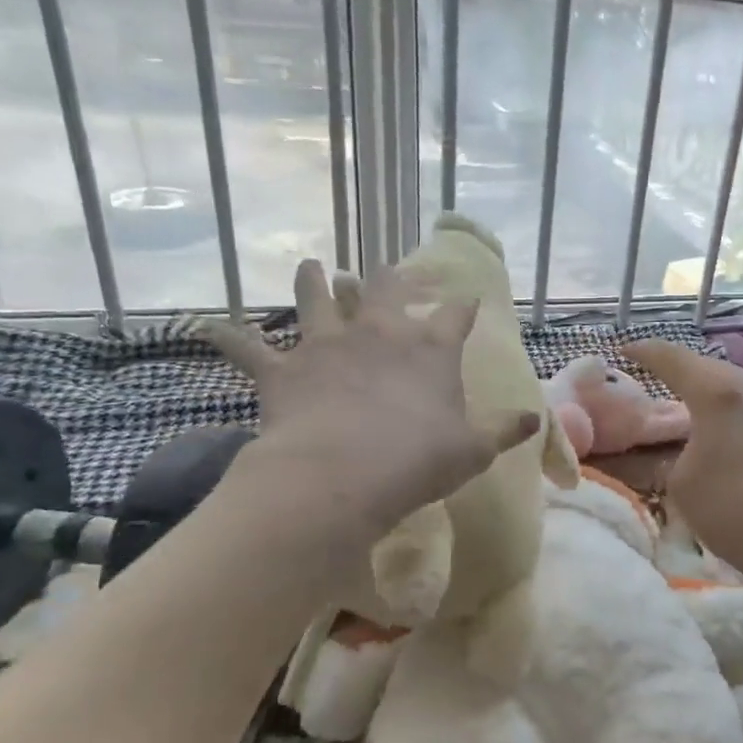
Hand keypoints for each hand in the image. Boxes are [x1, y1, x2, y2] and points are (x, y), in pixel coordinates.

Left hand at [201, 260, 539, 535]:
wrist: (342, 476)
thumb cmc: (418, 461)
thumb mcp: (474, 450)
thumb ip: (505, 430)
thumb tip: (536, 419)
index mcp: (430, 350)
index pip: (455, 315)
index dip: (462, 305)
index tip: (468, 298)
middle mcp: (379, 334)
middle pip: (386, 290)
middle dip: (392, 278)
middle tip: (390, 270)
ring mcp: (327, 346)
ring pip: (317, 299)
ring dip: (313, 281)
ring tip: (311, 266)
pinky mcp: (282, 370)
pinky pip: (246, 348)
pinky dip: (226, 336)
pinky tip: (205, 326)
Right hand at [625, 340, 742, 584]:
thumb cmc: (735, 511)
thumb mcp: (679, 485)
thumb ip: (662, 456)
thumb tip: (654, 448)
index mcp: (719, 391)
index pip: (671, 357)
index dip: (644, 351)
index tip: (624, 350)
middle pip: (710, 369)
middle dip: (682, 377)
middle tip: (658, 391)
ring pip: (741, 388)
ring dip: (715, 397)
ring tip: (697, 417)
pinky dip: (741, 415)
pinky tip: (737, 439)